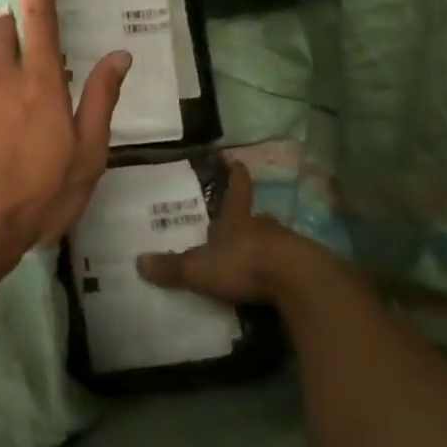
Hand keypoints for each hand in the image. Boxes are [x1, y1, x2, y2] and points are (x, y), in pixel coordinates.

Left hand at [0, 0, 129, 283]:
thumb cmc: (39, 193)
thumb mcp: (87, 155)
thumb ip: (101, 101)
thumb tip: (118, 56)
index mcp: (40, 84)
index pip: (38, 18)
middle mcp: (3, 83)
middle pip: (2, 34)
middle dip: (13, 25)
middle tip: (34, 45)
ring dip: (7, 73)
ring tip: (27, 116)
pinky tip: (5, 145)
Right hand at [138, 160, 342, 304]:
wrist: (297, 281)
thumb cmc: (243, 263)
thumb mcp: (199, 268)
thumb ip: (172, 267)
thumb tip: (138, 262)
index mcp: (237, 220)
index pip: (236, 191)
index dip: (235, 177)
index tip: (237, 162)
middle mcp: (264, 227)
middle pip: (256, 218)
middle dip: (249, 221)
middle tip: (240, 226)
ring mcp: (289, 246)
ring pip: (274, 241)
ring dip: (265, 247)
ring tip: (254, 259)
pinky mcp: (307, 269)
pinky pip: (289, 266)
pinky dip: (280, 272)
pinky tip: (274, 285)